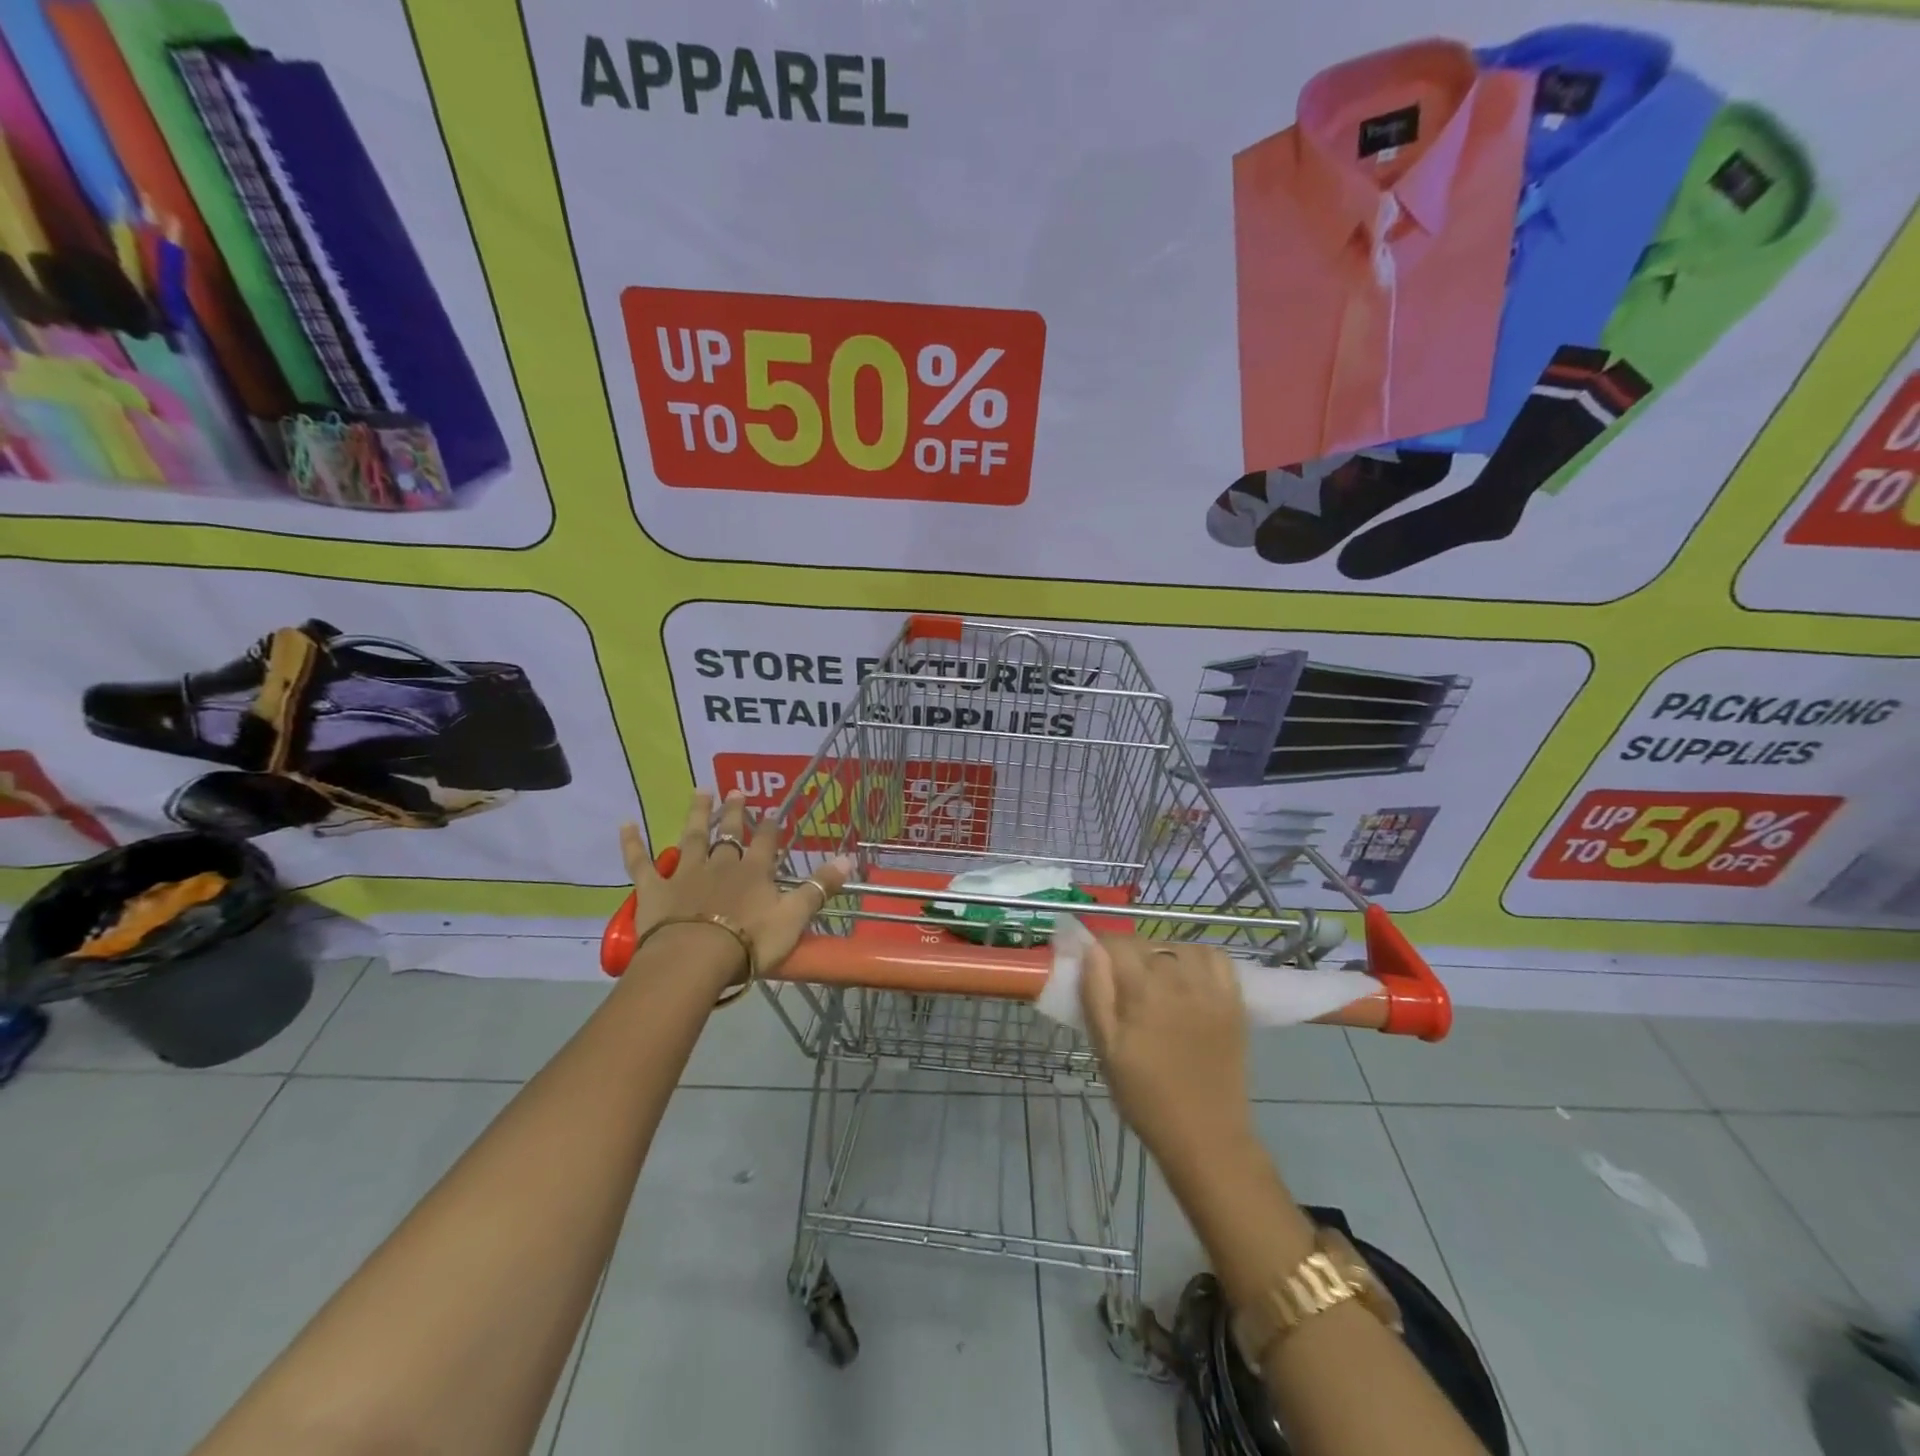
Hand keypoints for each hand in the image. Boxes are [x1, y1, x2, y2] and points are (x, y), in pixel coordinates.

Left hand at [617, 790, 851, 984]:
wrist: (695, 959)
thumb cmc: (750, 942)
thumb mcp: (794, 917)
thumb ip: (819, 888)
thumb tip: (849, 859)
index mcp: (754, 872)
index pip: (766, 842)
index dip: (770, 826)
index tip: (773, 810)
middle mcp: (721, 864)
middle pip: (728, 833)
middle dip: (733, 812)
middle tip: (735, 791)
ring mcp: (685, 874)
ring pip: (691, 838)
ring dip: (695, 815)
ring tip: (699, 791)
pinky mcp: (654, 889)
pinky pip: (641, 863)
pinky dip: (633, 844)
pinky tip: (625, 824)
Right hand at [1079, 939, 1254, 1169]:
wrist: (1205, 1136)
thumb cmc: (1145, 1096)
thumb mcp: (1106, 1049)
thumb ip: (1096, 993)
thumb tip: (1091, 949)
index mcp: (1143, 990)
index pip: (1116, 944)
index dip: (1100, 950)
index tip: (1094, 966)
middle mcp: (1179, 979)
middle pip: (1147, 944)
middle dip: (1129, 955)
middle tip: (1121, 983)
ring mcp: (1211, 988)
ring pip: (1179, 947)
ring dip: (1162, 954)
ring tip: (1155, 979)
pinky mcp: (1234, 1001)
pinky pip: (1216, 957)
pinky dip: (1198, 957)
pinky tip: (1189, 976)